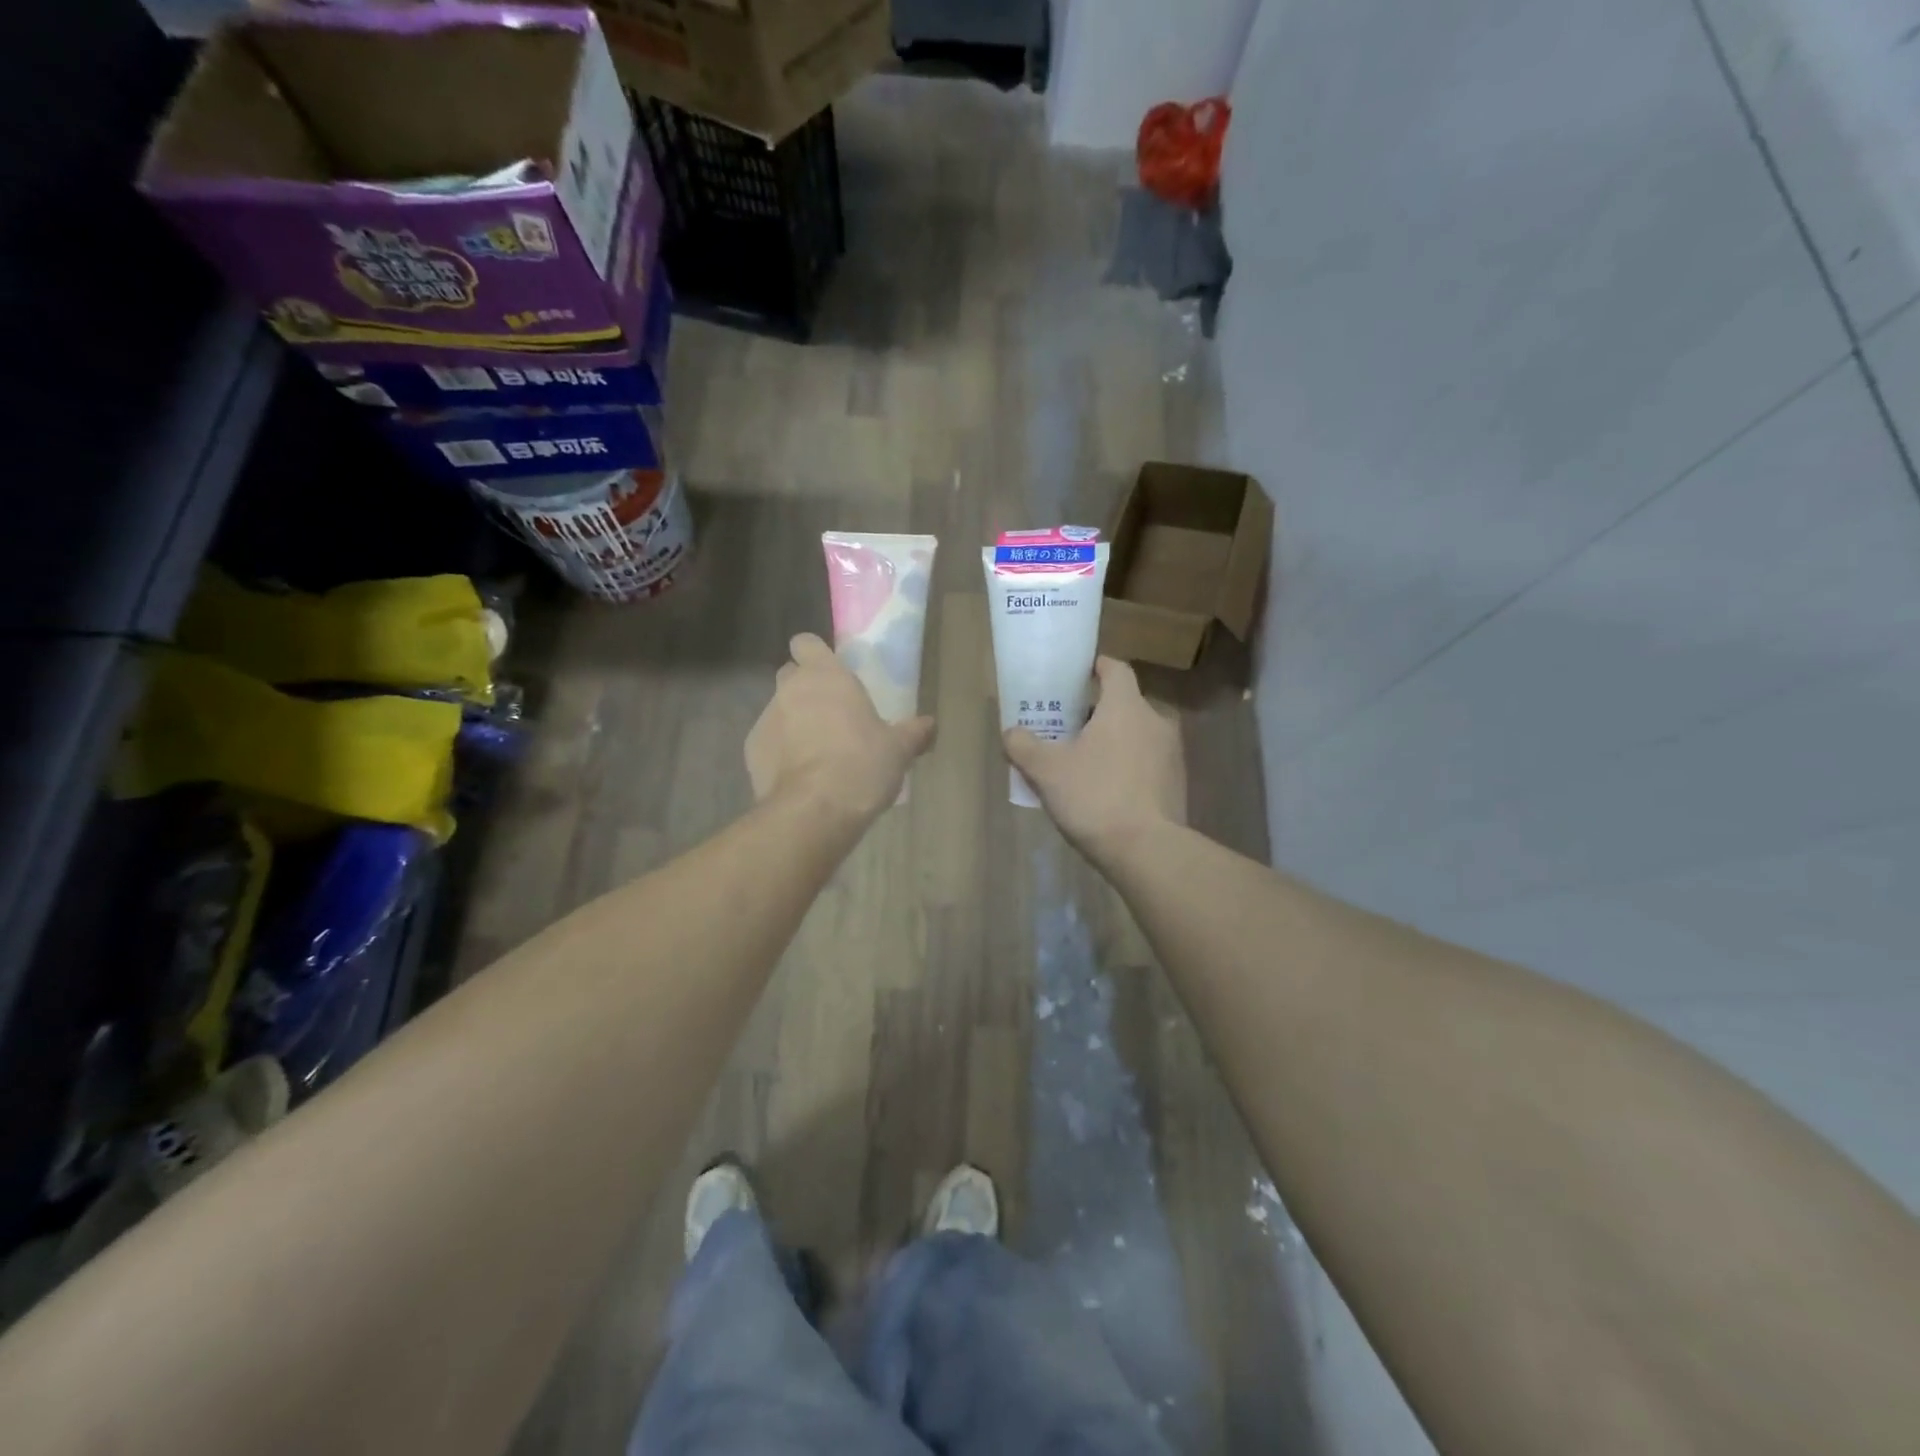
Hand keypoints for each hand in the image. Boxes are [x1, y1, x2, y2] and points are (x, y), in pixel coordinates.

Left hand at [747, 633, 935, 822]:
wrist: (815, 810)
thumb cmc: (862, 764)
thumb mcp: (898, 749)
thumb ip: (913, 732)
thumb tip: (930, 725)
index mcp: (825, 676)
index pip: (807, 643)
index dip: (816, 655)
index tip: (831, 673)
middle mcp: (790, 689)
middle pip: (791, 675)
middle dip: (806, 689)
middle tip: (831, 714)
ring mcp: (765, 719)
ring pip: (779, 710)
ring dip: (794, 723)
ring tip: (818, 753)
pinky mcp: (751, 752)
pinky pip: (768, 743)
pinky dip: (780, 752)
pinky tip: (801, 776)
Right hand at [1004, 657, 1186, 863]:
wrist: (1147, 850)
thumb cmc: (1095, 796)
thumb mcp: (1046, 771)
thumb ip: (1024, 746)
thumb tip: (1011, 733)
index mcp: (1126, 707)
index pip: (1116, 669)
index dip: (1096, 667)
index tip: (1077, 676)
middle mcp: (1156, 721)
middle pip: (1124, 704)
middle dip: (1097, 713)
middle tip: (1068, 729)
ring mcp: (1172, 754)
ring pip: (1137, 735)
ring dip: (1113, 742)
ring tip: (1084, 763)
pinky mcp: (1177, 784)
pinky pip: (1147, 763)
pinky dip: (1128, 767)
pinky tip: (1106, 791)